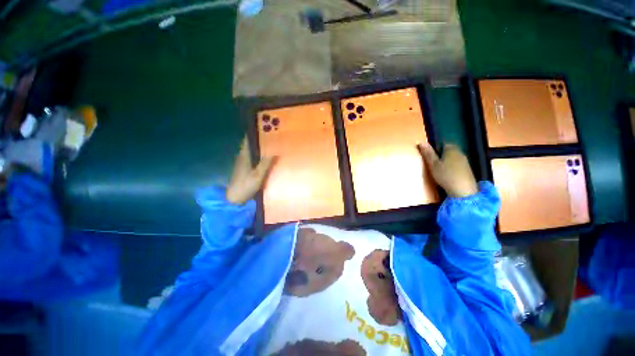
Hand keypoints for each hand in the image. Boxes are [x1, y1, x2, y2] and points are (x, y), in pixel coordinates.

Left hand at [226, 137, 274, 204]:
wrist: (235, 198)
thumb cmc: (246, 185)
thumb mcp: (258, 175)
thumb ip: (266, 163)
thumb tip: (275, 151)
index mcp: (244, 155)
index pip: (248, 139)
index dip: (254, 132)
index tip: (264, 127)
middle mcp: (242, 156)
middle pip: (251, 144)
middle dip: (260, 138)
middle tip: (272, 135)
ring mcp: (243, 162)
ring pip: (252, 150)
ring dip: (260, 146)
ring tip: (272, 144)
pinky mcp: (244, 168)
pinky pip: (253, 157)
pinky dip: (259, 154)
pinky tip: (266, 156)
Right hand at [418, 143, 477, 197]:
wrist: (463, 190)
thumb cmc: (445, 175)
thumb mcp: (433, 164)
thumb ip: (428, 154)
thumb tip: (421, 142)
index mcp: (451, 149)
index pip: (443, 143)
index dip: (436, 148)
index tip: (430, 155)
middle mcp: (460, 153)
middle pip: (449, 150)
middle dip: (441, 154)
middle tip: (433, 163)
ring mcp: (465, 161)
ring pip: (453, 158)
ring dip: (447, 161)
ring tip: (439, 169)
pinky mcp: (468, 170)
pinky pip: (457, 164)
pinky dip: (452, 167)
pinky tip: (448, 174)